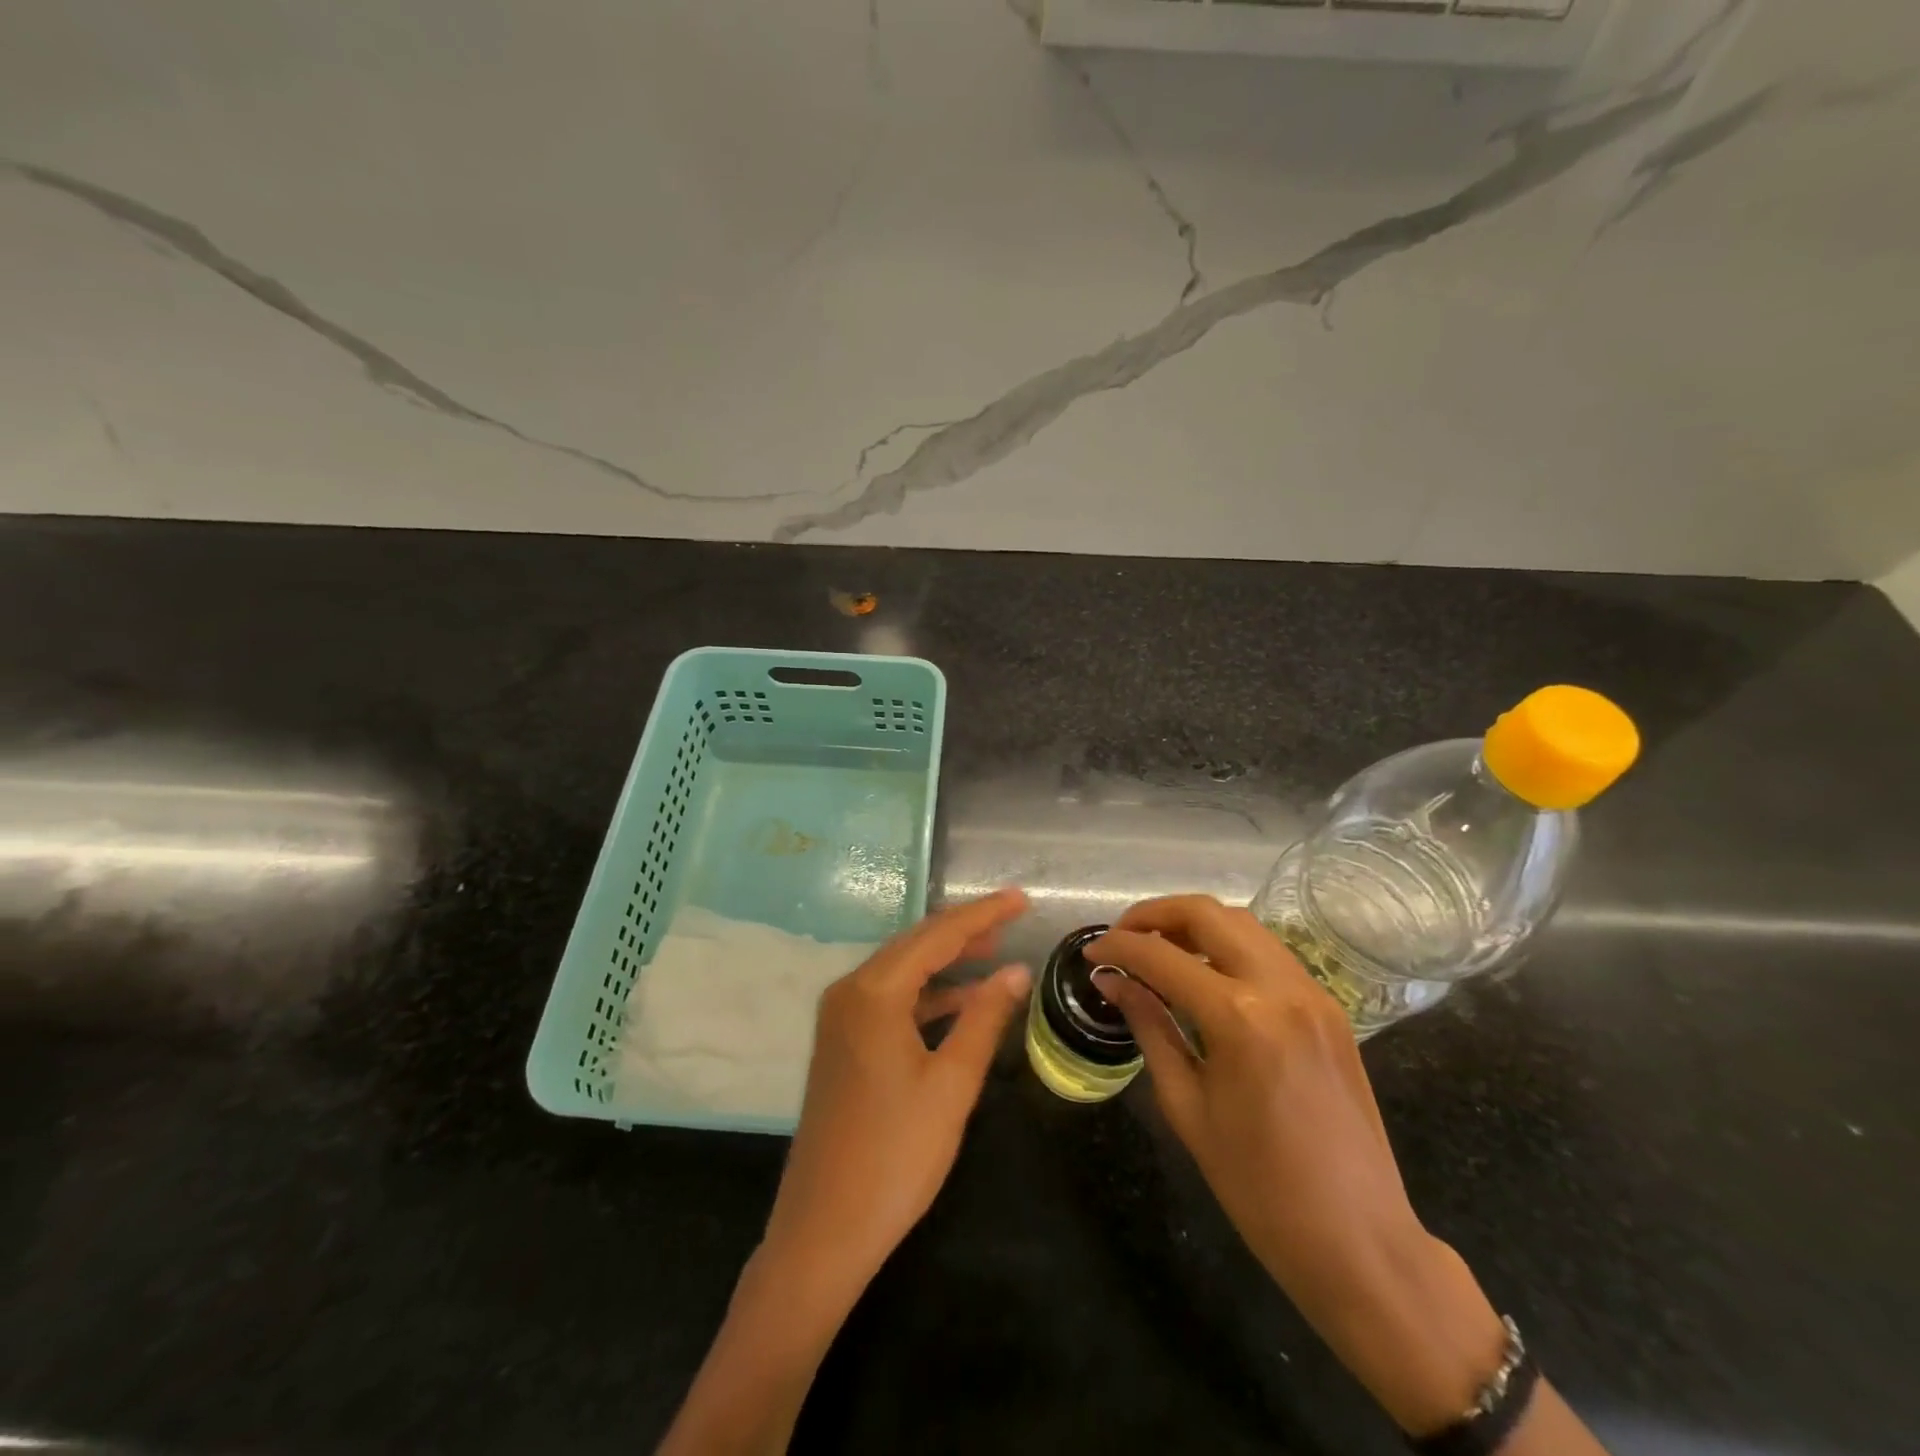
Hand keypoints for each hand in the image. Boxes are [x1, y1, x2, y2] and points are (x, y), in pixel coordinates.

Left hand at [761, 888, 1031, 1298]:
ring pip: (902, 969)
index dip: (982, 914)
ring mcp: (841, 1016)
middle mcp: (850, 991)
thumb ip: (985, 1018)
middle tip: (1012, 919)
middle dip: (965, 930)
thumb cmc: (895, 1156)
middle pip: (915, 944)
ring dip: (947, 960)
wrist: (824, 1229)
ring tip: (994, 951)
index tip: (1020, 898)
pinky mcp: (842, 1041)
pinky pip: (891, 998)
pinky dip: (928, 994)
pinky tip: (961, 1001)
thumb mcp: (952, 1084)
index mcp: (874, 992)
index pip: (937, 936)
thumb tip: (1016, 970)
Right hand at [1088, 896, 1512, 1436]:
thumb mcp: (1187, 1106)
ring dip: (1194, 924)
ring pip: (1243, 924)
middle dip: (1155, 914)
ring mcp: (1313, 992)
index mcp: (1240, 1018)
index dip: (1118, 948)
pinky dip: (1228, 946)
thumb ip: (1150, 1027)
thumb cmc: (1258, 1187)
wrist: (1359, 1240)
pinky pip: (1269, 952)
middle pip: (1207, 913)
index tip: (1091, 954)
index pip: (1162, 957)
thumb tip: (1112, 982)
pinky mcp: (1330, 1007)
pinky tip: (1204, 973)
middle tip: (1122, 937)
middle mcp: (1280, 987)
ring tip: (1157, 948)